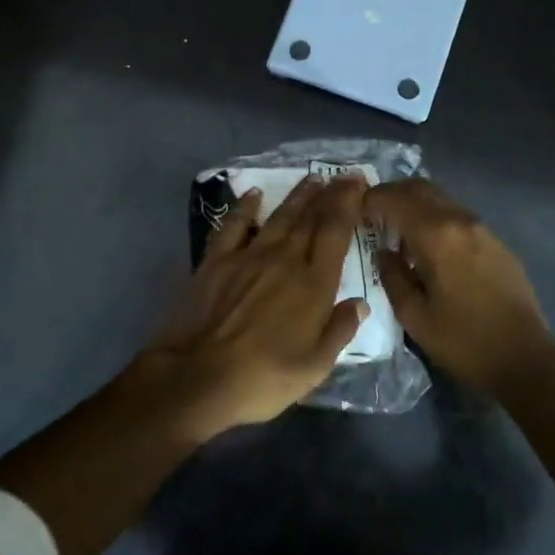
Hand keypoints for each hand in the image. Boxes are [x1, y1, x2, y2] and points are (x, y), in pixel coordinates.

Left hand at [139, 173, 369, 440]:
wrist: (196, 377)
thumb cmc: (262, 378)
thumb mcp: (314, 367)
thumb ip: (338, 331)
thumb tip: (359, 303)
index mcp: (313, 284)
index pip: (336, 232)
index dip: (349, 204)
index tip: (358, 183)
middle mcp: (283, 260)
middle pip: (310, 218)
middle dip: (329, 194)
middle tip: (343, 176)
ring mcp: (247, 257)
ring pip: (278, 217)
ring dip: (297, 196)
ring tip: (311, 179)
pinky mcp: (215, 262)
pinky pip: (233, 225)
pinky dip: (244, 207)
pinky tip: (253, 195)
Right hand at [364, 179, 554, 398]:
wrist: (525, 359)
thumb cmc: (463, 342)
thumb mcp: (414, 316)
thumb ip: (392, 276)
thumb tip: (384, 253)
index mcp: (436, 235)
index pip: (396, 199)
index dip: (371, 199)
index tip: (354, 211)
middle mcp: (460, 221)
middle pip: (421, 188)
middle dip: (393, 195)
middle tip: (373, 215)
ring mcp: (483, 230)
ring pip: (441, 200)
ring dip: (416, 207)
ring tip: (398, 234)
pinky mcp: (498, 243)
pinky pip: (458, 218)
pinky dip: (436, 221)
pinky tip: (431, 251)